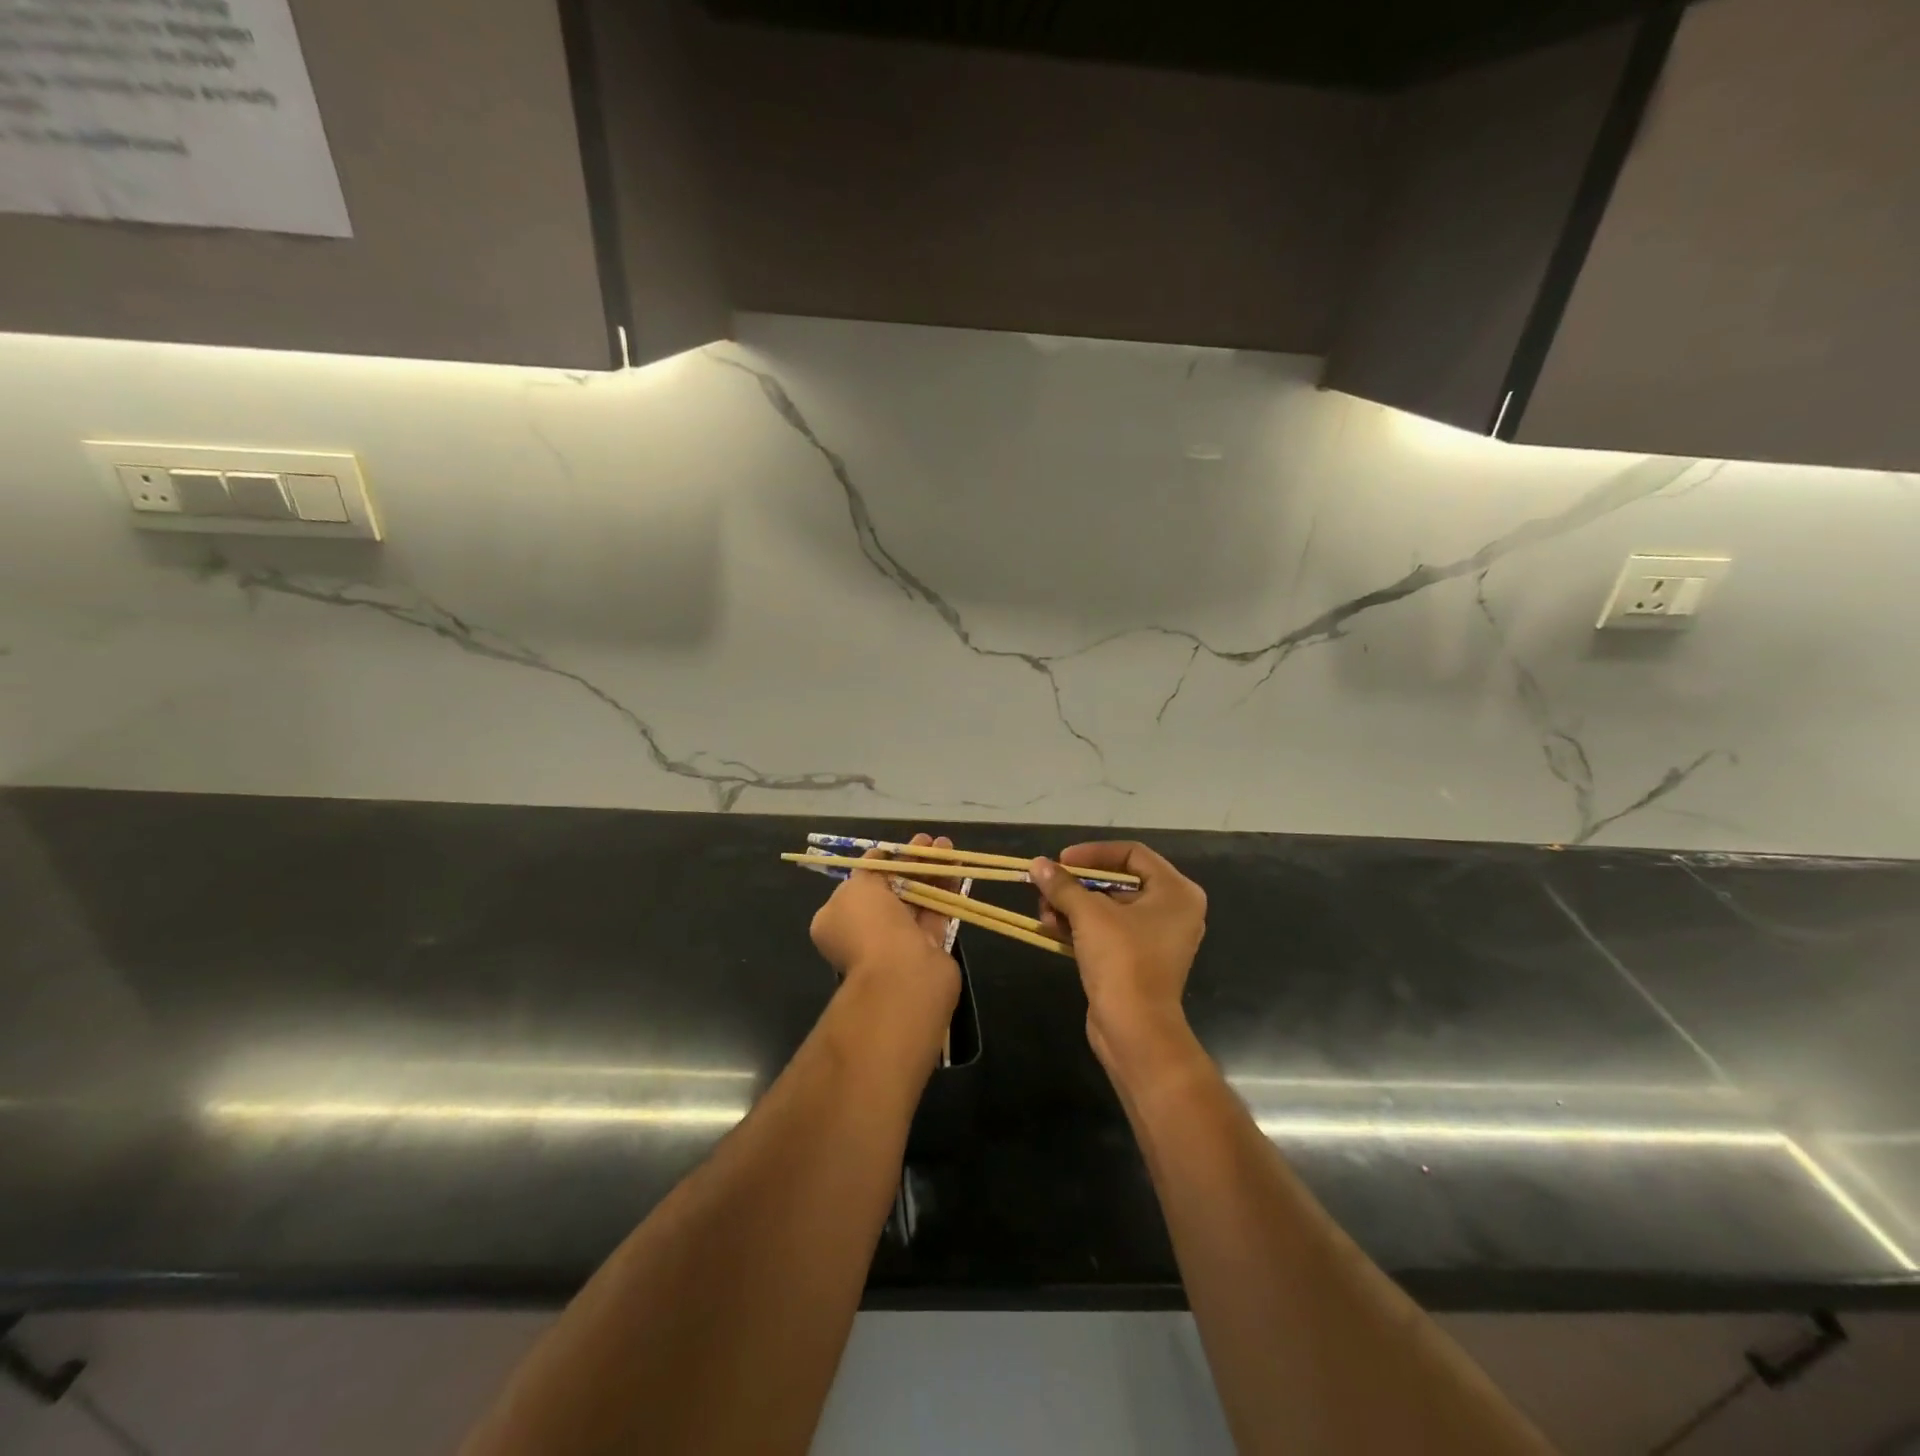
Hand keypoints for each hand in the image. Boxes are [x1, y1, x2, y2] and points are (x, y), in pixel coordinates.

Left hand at [810, 833, 961, 1017]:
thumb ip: (867, 871)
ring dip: (930, 871)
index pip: (859, 884)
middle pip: (891, 889)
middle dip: (909, 863)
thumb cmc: (869, 925)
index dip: (879, 862)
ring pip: (916, 898)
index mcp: (838, 919)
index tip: (896, 847)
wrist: (901, 974)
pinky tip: (956, 867)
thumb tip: (876, 860)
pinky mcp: (927, 948)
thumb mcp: (856, 887)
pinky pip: (936, 913)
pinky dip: (945, 890)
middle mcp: (866, 931)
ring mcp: (898, 941)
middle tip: (928, 841)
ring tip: (947, 846)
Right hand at [1030, 843, 1206, 1082]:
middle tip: (1047, 886)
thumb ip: (1063, 885)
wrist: (1134, 1030)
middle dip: (1078, 884)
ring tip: (1044, 911)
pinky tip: (1051, 927)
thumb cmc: (1122, 960)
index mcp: (1176, 892)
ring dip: (1073, 906)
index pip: (1132, 853)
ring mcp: (1156, 938)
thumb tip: (1037, 864)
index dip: (1094, 853)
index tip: (1062, 860)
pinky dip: (1081, 927)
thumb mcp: (1089, 914)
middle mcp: (1173, 910)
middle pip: (1118, 881)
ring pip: (1108, 908)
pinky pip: (1108, 931)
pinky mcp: (1138, 960)